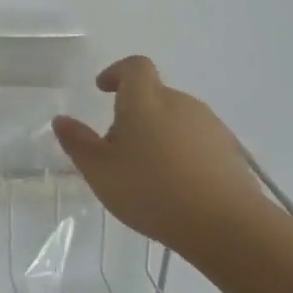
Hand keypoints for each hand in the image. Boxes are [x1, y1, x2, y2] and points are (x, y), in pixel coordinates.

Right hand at [52, 56, 277, 261]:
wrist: (227, 226)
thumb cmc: (151, 190)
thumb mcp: (99, 170)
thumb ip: (77, 142)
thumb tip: (62, 119)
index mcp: (145, 100)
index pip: (135, 67)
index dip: (117, 72)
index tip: (103, 89)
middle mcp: (180, 103)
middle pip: (154, 96)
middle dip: (135, 113)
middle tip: (118, 147)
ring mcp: (210, 127)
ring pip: (177, 119)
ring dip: (159, 134)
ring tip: (148, 172)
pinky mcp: (231, 153)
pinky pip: (198, 142)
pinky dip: (183, 153)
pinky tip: (177, 187)